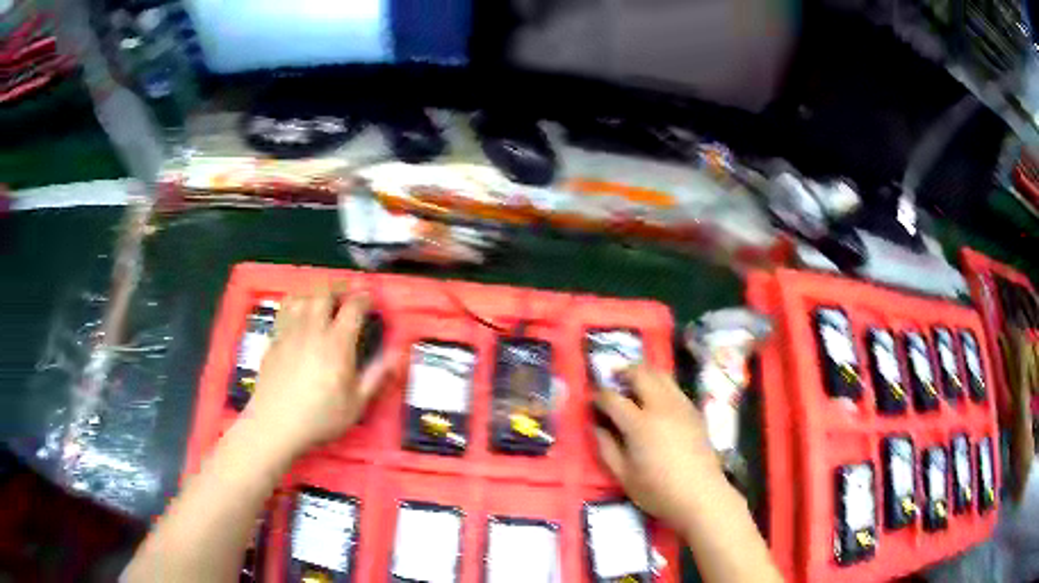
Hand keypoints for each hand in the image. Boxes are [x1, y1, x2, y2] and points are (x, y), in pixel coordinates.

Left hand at [242, 290, 393, 457]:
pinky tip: (298, 307)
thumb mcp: (356, 404)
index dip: (364, 297)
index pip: (353, 307)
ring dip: (316, 289)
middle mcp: (313, 329)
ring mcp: (290, 331)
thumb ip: (376, 375)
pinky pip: (285, 307)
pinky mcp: (274, 338)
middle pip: (325, 292)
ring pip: (303, 295)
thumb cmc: (319, 417)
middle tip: (348, 290)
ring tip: (324, 295)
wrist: (275, 423)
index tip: (371, 297)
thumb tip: (397, 353)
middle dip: (340, 286)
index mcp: (337, 344)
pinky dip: (296, 299)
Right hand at [593, 364, 727, 530]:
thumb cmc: (658, 491)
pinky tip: (656, 400)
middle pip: (641, 374)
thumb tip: (596, 426)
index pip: (613, 398)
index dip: (598, 396)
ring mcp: (681, 405)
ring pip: (661, 374)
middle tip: (612, 379)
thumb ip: (606, 447)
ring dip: (644, 373)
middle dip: (623, 372)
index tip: (591, 400)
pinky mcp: (694, 411)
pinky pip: (675, 387)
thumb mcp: (623, 475)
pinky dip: (660, 385)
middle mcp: (661, 406)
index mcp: (640, 424)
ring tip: (633, 384)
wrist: (700, 495)